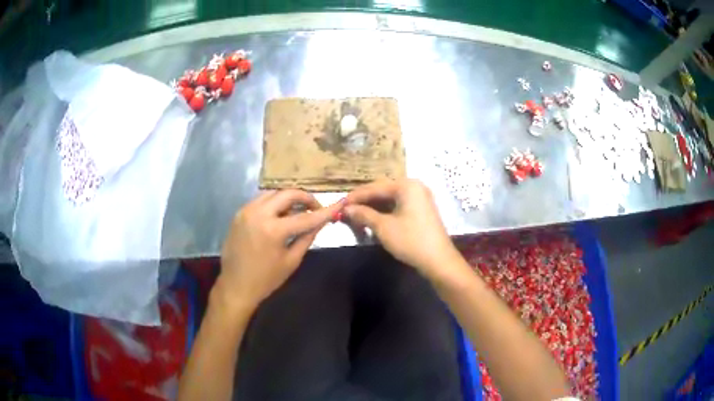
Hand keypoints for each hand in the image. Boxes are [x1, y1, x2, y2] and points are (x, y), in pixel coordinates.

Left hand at [216, 190, 342, 311]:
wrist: (235, 286)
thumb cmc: (266, 279)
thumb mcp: (291, 261)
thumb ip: (307, 237)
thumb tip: (320, 222)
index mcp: (273, 230)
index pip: (305, 216)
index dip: (324, 211)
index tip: (338, 204)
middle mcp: (258, 213)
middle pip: (287, 193)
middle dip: (305, 198)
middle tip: (315, 207)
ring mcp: (246, 211)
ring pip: (273, 193)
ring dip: (288, 198)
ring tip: (298, 210)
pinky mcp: (239, 214)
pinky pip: (260, 200)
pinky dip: (274, 203)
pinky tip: (280, 214)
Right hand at [344, 179, 460, 278]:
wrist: (438, 260)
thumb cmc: (411, 241)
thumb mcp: (383, 227)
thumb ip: (363, 214)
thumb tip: (346, 209)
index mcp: (406, 185)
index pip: (374, 188)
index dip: (354, 197)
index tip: (338, 205)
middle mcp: (413, 186)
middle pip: (381, 191)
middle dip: (363, 202)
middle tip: (345, 211)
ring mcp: (419, 197)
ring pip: (389, 199)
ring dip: (372, 207)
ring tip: (355, 216)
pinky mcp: (420, 209)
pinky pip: (397, 205)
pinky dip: (384, 212)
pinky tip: (372, 219)